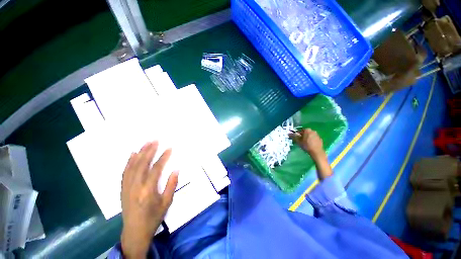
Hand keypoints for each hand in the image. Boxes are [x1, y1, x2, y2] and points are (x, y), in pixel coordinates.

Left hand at [120, 141, 178, 258]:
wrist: (134, 232)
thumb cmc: (154, 217)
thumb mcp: (167, 203)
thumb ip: (171, 185)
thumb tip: (176, 169)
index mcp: (148, 190)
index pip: (156, 169)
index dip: (163, 157)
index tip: (169, 148)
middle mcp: (135, 186)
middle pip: (142, 164)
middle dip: (149, 150)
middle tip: (155, 140)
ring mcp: (127, 187)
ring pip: (132, 166)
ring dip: (139, 153)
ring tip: (146, 143)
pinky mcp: (122, 189)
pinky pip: (125, 172)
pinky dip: (129, 161)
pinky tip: (132, 154)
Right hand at [289, 128, 324, 159]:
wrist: (317, 152)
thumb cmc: (306, 146)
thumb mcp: (298, 141)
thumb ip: (294, 136)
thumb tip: (289, 133)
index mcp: (307, 130)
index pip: (300, 130)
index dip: (296, 134)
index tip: (295, 138)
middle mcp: (312, 131)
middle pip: (305, 132)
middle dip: (302, 136)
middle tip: (299, 141)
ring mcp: (317, 135)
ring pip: (309, 135)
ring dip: (306, 138)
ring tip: (304, 143)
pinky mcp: (320, 139)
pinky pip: (313, 138)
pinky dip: (311, 140)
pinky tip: (310, 145)